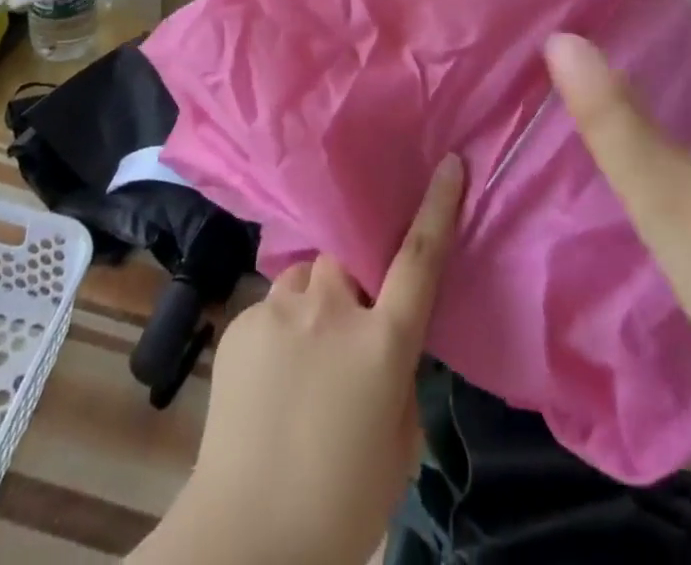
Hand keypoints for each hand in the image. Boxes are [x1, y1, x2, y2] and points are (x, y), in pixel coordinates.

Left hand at [132, 153, 466, 564]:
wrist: (246, 541)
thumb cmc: (341, 504)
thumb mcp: (399, 444)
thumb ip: (399, 378)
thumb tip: (384, 347)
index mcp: (382, 342)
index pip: (419, 258)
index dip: (438, 206)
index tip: (448, 164)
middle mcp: (332, 309)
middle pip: (347, 259)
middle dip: (351, 279)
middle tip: (345, 324)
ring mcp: (281, 311)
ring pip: (306, 279)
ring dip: (312, 304)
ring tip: (302, 354)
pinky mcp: (242, 322)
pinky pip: (272, 307)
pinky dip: (280, 330)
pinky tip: (269, 380)